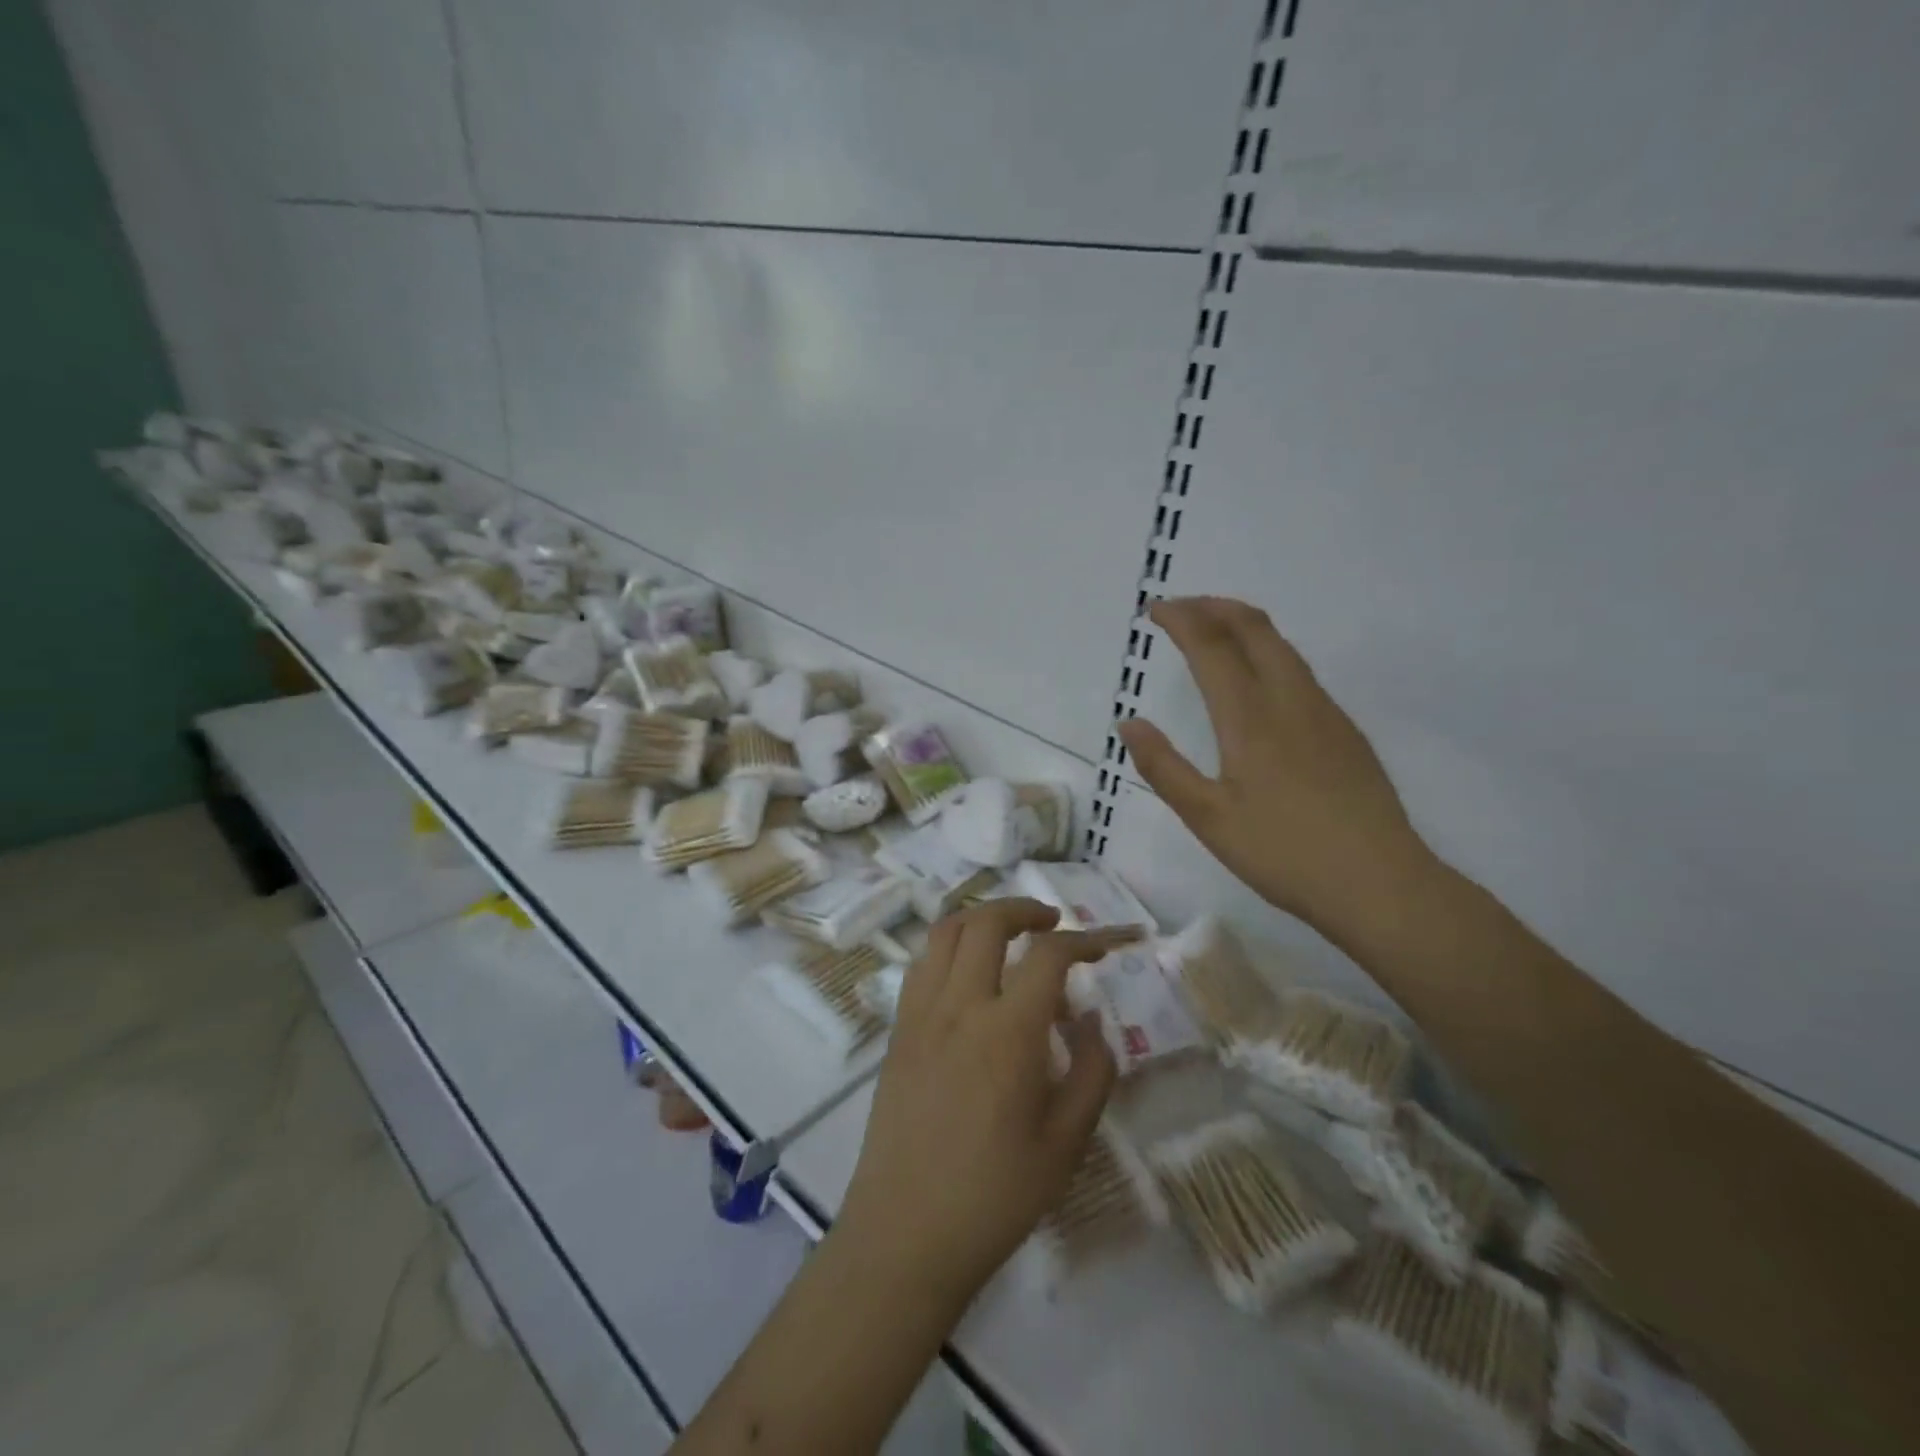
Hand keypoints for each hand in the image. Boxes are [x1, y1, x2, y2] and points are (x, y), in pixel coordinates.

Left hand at [837, 899, 1120, 1310]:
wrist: (906, 1232)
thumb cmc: (995, 1195)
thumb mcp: (1066, 1144)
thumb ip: (1091, 1073)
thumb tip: (1093, 1020)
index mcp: (1008, 1032)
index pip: (1049, 956)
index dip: (1084, 940)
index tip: (1105, 946)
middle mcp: (960, 1006)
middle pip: (987, 923)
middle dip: (1025, 909)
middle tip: (1052, 923)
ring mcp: (920, 1013)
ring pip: (945, 932)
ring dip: (981, 918)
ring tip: (1008, 935)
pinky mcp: (897, 1029)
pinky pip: (921, 964)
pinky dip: (949, 947)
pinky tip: (967, 973)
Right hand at [1118, 597, 1435, 939]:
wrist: (1380, 883)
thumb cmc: (1283, 853)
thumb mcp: (1208, 818)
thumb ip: (1164, 767)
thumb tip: (1128, 723)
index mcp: (1250, 718)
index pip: (1211, 647)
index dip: (1181, 619)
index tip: (1154, 610)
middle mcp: (1291, 700)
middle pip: (1254, 628)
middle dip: (1214, 606)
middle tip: (1180, 609)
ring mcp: (1325, 712)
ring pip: (1282, 646)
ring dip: (1243, 626)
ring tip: (1212, 632)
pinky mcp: (1345, 731)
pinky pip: (1300, 671)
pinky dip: (1267, 652)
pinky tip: (1257, 680)